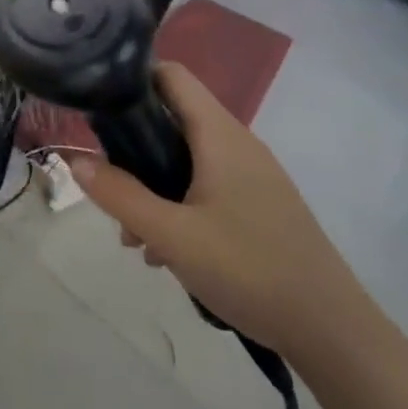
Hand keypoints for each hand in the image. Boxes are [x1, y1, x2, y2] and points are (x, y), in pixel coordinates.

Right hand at [67, 63, 380, 363]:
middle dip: (132, 147)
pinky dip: (178, 203)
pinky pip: (205, 185)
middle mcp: (238, 144)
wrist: (334, 333)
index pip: (171, 75)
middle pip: (172, 118)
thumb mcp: (172, 235)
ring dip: (152, 185)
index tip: (95, 103)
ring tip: (133, 236)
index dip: (131, 77)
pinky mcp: (259, 205)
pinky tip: (166, 251)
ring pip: (185, 158)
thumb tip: (73, 160)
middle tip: (107, 183)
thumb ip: (119, 195)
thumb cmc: (250, 270)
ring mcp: (252, 176)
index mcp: (220, 135)